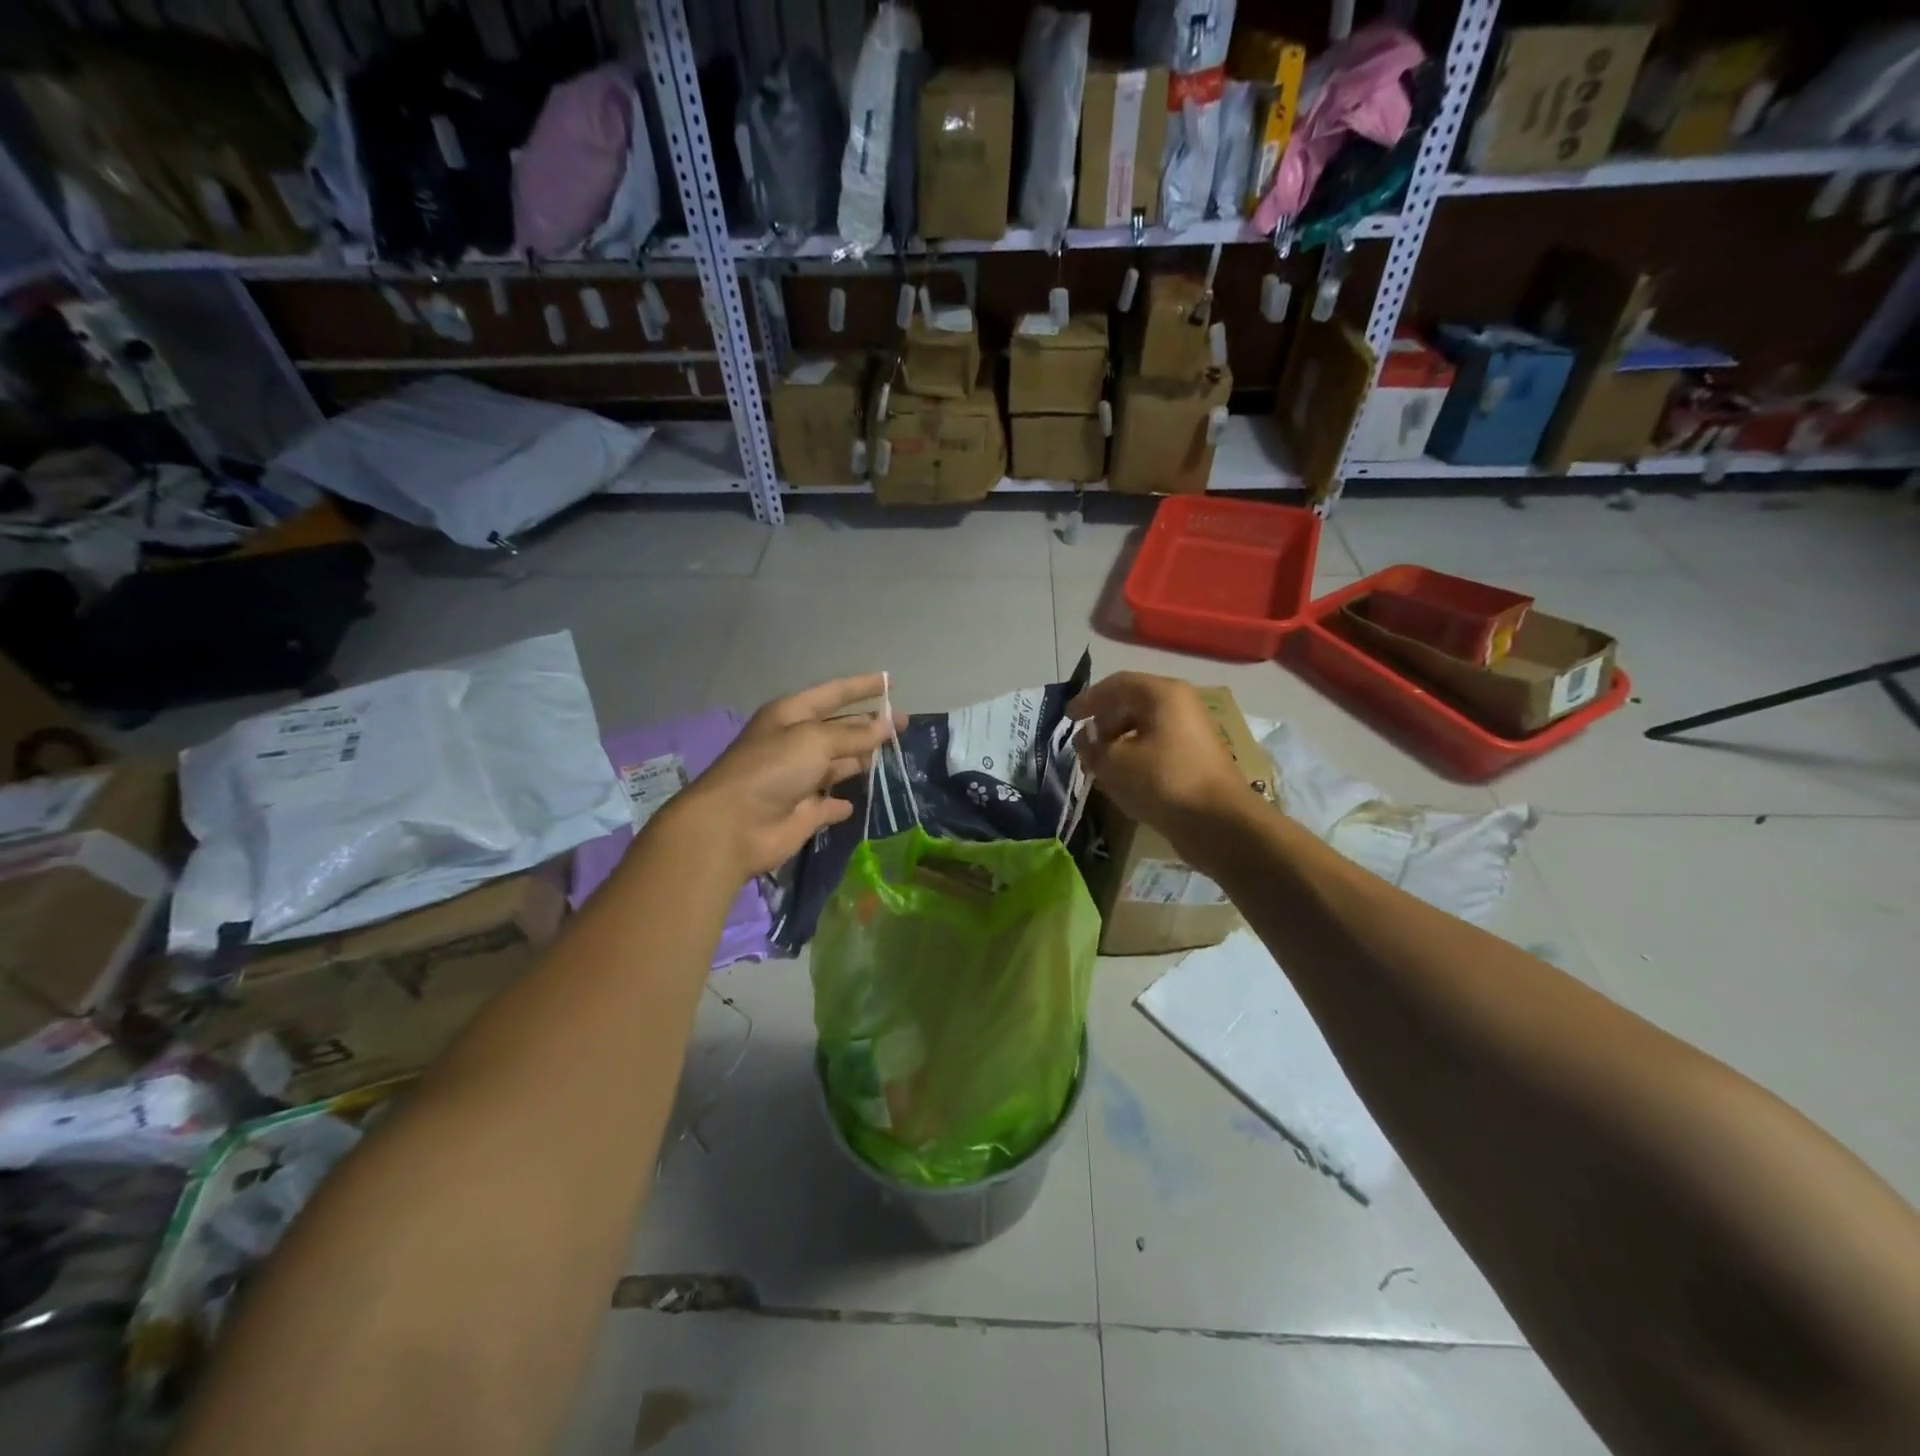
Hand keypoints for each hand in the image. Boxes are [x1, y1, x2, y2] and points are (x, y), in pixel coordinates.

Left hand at [664, 675, 898, 880]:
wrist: (734, 825)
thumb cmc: (772, 769)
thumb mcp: (814, 740)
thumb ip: (853, 734)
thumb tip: (885, 725)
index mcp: (791, 716)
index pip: (833, 694)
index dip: (861, 687)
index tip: (890, 681)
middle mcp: (795, 744)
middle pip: (839, 729)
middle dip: (869, 724)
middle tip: (903, 723)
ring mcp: (799, 780)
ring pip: (837, 765)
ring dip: (860, 760)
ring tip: (893, 754)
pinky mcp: (804, 813)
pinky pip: (829, 804)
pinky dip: (842, 803)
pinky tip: (856, 802)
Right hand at [1067, 672, 1252, 839]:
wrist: (1218, 823)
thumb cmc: (1162, 781)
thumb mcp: (1114, 762)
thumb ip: (1092, 746)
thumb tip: (1085, 738)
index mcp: (1162, 694)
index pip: (1117, 684)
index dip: (1088, 699)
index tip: (1068, 717)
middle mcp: (1181, 705)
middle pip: (1132, 704)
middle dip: (1104, 723)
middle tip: (1084, 745)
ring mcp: (1192, 732)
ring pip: (1145, 728)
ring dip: (1118, 743)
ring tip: (1098, 766)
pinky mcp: (1197, 758)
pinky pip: (1158, 748)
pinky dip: (1136, 757)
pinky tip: (1122, 780)